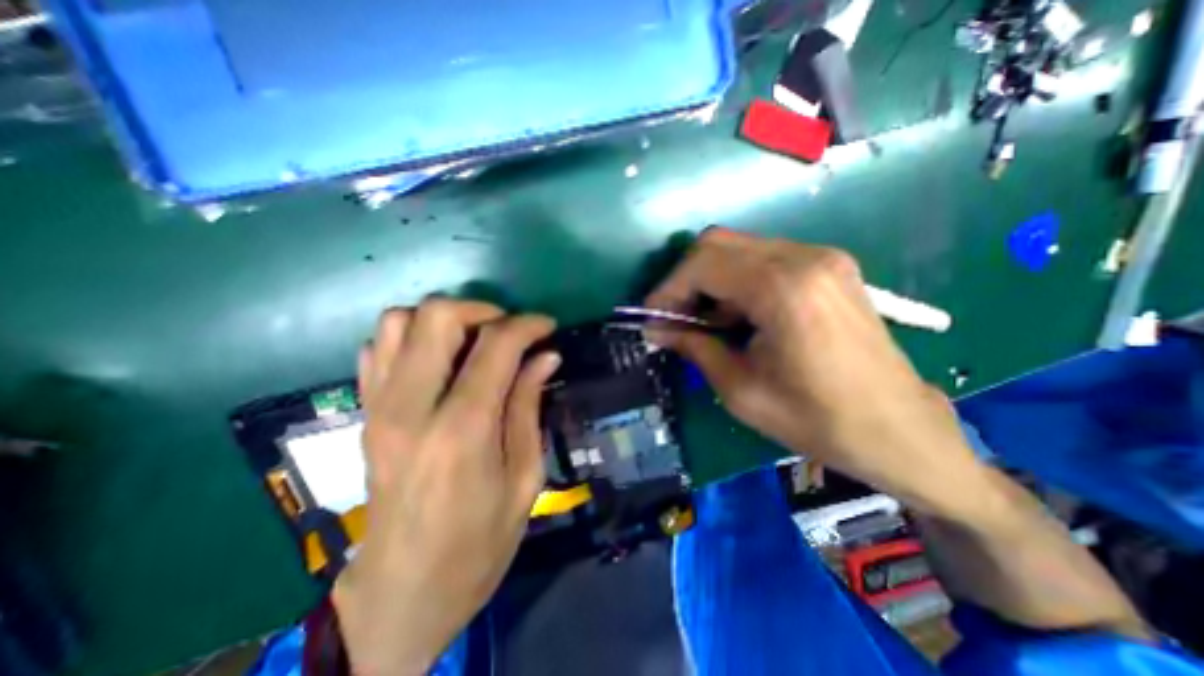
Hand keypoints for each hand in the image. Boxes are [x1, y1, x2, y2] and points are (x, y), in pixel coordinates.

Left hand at [332, 300, 558, 674]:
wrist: (403, 592)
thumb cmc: (479, 543)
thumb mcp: (524, 478)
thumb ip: (529, 407)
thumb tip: (546, 357)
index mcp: (462, 430)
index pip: (495, 345)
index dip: (527, 325)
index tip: (547, 327)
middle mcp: (412, 407)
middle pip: (438, 316)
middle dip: (483, 310)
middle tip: (510, 332)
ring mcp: (379, 407)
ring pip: (400, 321)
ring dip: (445, 320)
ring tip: (474, 343)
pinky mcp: (365, 414)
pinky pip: (378, 348)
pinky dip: (412, 338)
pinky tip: (440, 360)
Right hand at [650, 227, 987, 517]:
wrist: (898, 429)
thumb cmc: (816, 419)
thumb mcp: (740, 389)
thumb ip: (693, 346)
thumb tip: (655, 329)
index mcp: (783, 288)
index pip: (703, 263)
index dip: (668, 289)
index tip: (652, 319)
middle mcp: (805, 257)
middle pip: (718, 243)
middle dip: (685, 279)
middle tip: (674, 317)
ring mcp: (821, 257)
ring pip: (739, 247)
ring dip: (710, 280)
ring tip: (703, 321)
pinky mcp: (828, 266)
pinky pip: (763, 257)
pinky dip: (735, 280)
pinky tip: (736, 314)